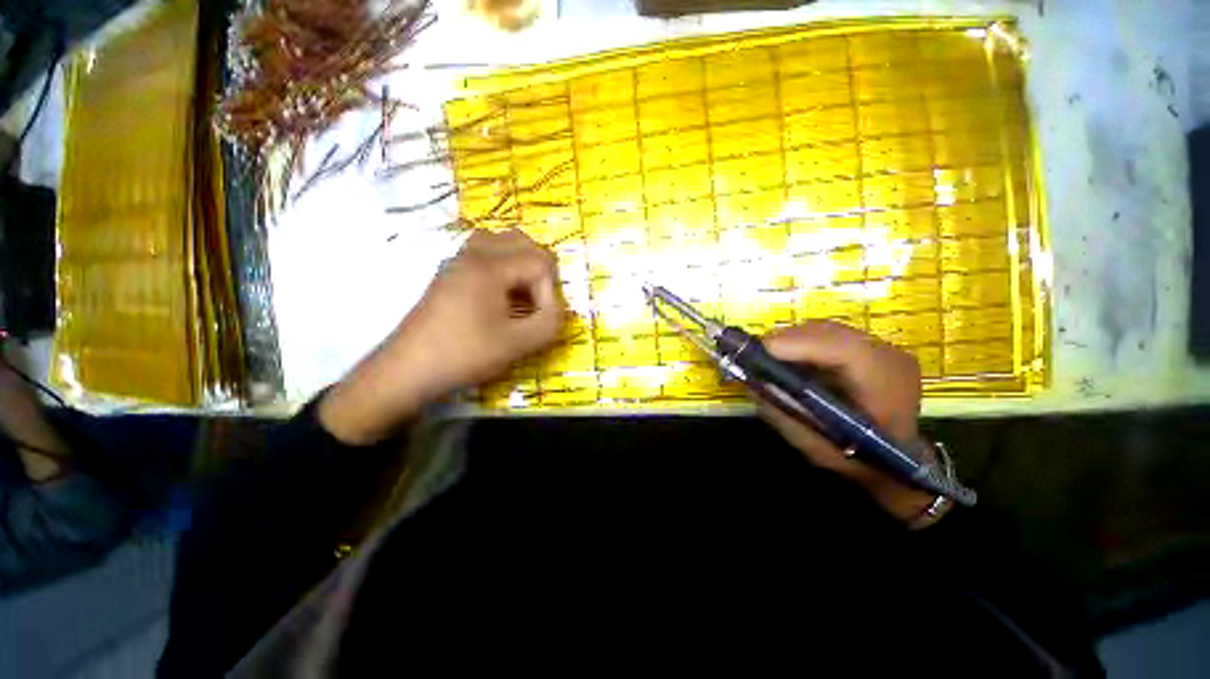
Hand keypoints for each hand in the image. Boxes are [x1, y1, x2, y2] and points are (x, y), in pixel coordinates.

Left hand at [320, 229, 563, 444]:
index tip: (541, 318)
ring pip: (499, 242)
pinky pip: (482, 253)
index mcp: (490, 267)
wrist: (408, 369)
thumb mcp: (518, 344)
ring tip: (522, 293)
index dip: (549, 292)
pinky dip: (501, 265)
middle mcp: (473, 254)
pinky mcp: (448, 274)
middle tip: (539, 300)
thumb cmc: (465, 354)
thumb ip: (550, 323)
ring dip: (519, 262)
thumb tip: (559, 309)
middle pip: (521, 240)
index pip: (539, 263)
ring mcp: (457, 262)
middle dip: (539, 269)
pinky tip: (500, 295)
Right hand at [756, 321, 936, 522]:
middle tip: (752, 355)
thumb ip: (783, 414)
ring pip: (824, 329)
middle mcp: (889, 356)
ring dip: (791, 340)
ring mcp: (881, 346)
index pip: (845, 350)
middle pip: (829, 332)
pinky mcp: (868, 345)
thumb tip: (751, 382)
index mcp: (887, 386)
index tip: (760, 351)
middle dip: (785, 340)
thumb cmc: (860, 460)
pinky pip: (826, 334)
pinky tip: (789, 359)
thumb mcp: (815, 447)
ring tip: (767, 358)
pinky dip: (801, 342)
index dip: (799, 345)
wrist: (900, 458)